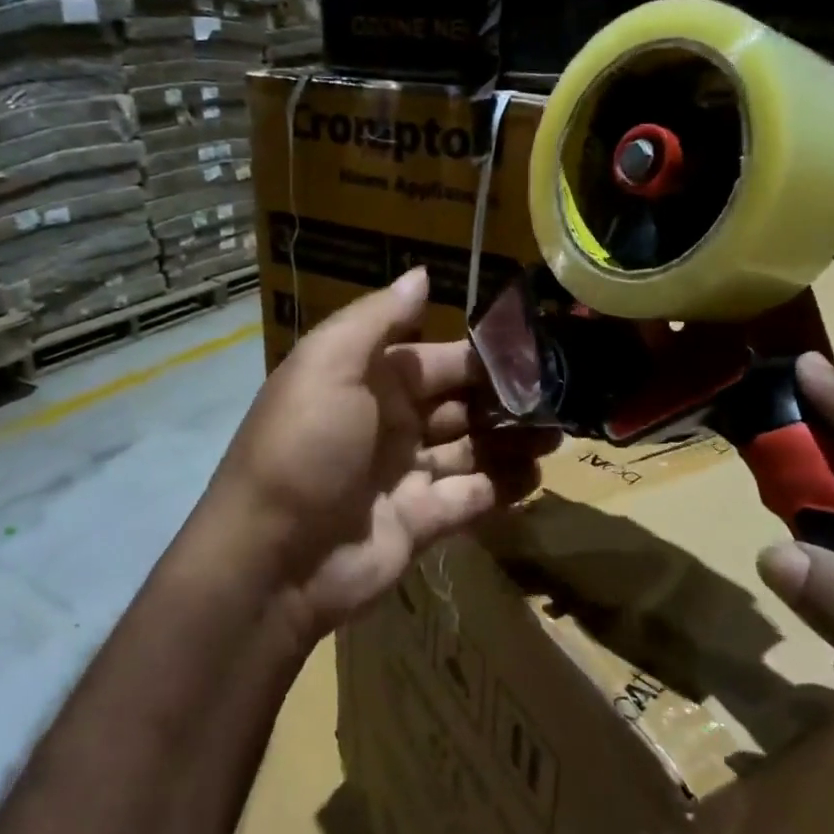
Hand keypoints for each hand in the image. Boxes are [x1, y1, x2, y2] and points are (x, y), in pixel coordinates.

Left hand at [203, 268, 555, 642]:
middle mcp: (391, 424)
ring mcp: (406, 475)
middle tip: (561, 396)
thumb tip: (421, 274)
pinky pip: (471, 497)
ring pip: (471, 449)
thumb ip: (377, 319)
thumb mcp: (329, 365)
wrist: (273, 558)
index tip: (535, 351)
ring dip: (512, 441)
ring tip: (558, 434)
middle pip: (460, 404)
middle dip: (506, 400)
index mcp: (369, 382)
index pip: (437, 360)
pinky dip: (503, 486)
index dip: (482, 356)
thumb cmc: (305, 446)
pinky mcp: (422, 522)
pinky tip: (537, 475)